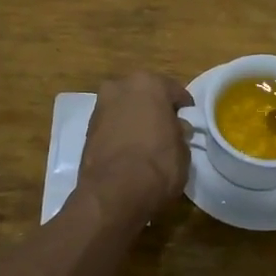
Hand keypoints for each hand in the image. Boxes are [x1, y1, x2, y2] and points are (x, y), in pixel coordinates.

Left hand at [76, 71, 193, 218]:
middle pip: (144, 95)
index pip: (174, 91)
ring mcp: (100, 106)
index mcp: (149, 83)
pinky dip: (120, 133)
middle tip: (166, 130)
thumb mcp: (183, 149)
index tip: (188, 124)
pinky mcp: (86, 129)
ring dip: (134, 119)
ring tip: (146, 142)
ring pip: (125, 108)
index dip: (184, 109)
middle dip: (154, 109)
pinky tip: (129, 151)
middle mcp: (121, 86)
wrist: (114, 192)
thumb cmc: (158, 164)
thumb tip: (176, 129)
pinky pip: (111, 125)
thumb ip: (179, 132)